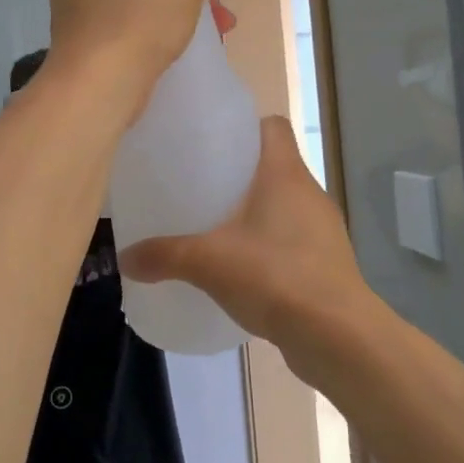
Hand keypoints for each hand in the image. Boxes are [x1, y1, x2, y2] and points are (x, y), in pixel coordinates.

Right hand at [119, 117, 370, 361]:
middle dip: (239, 172)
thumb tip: (125, 258)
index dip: (245, 126)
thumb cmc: (276, 276)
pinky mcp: (326, 262)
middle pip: (273, 164)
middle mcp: (309, 192)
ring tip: (216, 227)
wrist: (338, 336)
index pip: (273, 126)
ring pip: (283, 204)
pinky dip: (268, 244)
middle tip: (201, 185)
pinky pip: (291, 239)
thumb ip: (164, 256)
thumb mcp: (209, 262)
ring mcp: (322, 229)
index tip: (212, 141)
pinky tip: (242, 267)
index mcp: (285, 173)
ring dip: (255, 211)